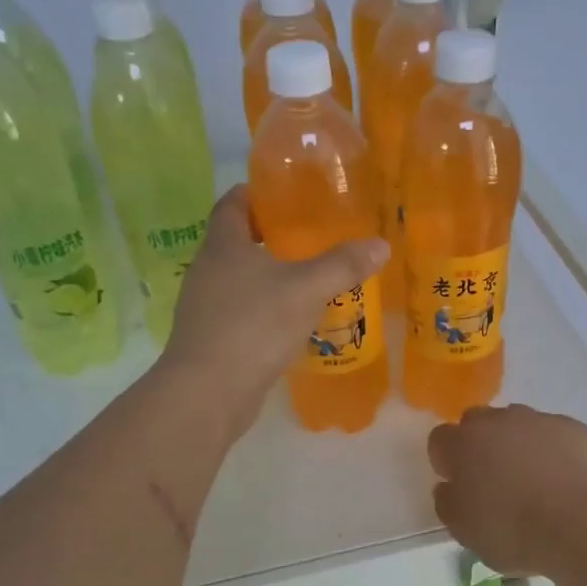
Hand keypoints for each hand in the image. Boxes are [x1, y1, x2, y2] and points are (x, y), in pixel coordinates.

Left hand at [162, 186, 388, 438]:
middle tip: (310, 239)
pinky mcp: (212, 340)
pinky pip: (242, 314)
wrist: (209, 391)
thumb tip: (380, 245)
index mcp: (223, 246)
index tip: (287, 196)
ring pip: (240, 281)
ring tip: (308, 282)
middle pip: (236, 242)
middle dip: (270, 238)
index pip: (233, 203)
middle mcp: (207, 271)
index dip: (256, 194)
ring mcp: (205, 308)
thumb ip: (342, 265)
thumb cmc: (254, 325)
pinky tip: (292, 324)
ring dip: (269, 278)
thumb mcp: (306, 289)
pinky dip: (265, 312)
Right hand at [427, 405, 586, 575]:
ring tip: (534, 482)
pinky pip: (554, 434)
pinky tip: (565, 481)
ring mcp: (540, 420)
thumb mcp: (465, 532)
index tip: (457, 484)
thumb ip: (448, 503)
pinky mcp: (575, 428)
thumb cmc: (515, 530)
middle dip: (480, 445)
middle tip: (493, 480)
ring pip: (519, 425)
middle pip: (479, 423)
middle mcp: (499, 421)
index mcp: (464, 444)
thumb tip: (448, 487)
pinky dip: (553, 451)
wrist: (585, 523)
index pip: (440, 440)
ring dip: (518, 445)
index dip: (446, 461)